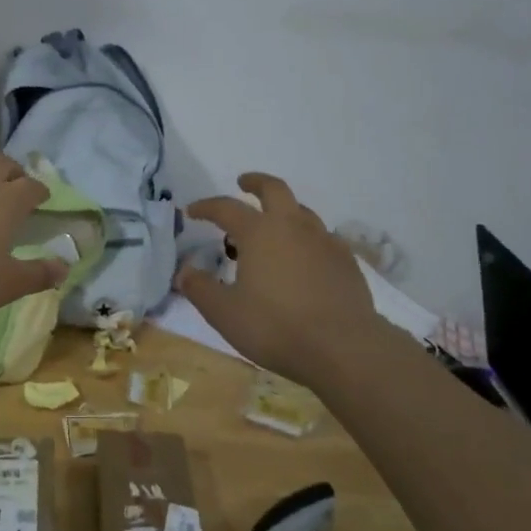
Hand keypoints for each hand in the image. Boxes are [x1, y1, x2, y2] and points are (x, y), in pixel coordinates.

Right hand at [176, 173, 384, 386]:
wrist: (343, 347)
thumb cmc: (275, 326)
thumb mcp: (224, 313)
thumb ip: (200, 289)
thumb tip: (184, 272)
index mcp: (258, 233)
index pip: (226, 208)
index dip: (206, 207)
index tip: (191, 211)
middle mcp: (293, 227)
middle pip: (274, 190)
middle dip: (256, 183)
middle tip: (243, 184)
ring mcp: (324, 241)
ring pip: (302, 211)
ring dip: (284, 210)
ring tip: (273, 226)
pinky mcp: (346, 261)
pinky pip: (323, 238)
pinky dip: (307, 238)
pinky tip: (304, 257)